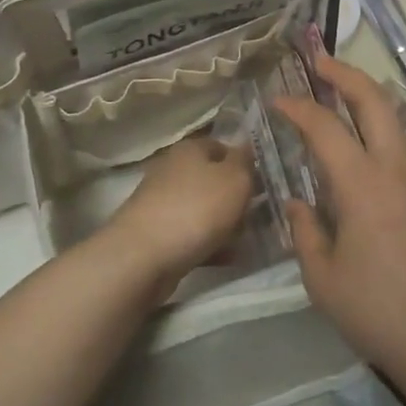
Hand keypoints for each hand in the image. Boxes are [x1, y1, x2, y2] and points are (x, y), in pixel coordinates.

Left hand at [109, 136, 253, 285]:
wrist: (143, 257)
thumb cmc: (196, 209)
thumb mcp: (235, 179)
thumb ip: (246, 162)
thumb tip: (246, 149)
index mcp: (190, 149)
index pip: (223, 146)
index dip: (245, 164)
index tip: (262, 185)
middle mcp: (172, 169)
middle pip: (213, 179)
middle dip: (236, 198)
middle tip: (257, 215)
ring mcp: (161, 202)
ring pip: (203, 208)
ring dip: (224, 224)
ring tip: (244, 241)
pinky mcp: (155, 232)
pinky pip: (191, 234)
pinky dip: (208, 244)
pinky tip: (225, 259)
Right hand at [274, 55, 405, 384]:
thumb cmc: (380, 313)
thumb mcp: (324, 280)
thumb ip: (305, 232)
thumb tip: (299, 203)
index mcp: (364, 186)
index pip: (326, 128)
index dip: (298, 108)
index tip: (276, 100)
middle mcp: (396, 171)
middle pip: (375, 102)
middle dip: (346, 75)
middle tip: (319, 63)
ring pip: (393, 123)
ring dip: (365, 102)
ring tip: (335, 100)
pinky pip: (399, 151)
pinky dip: (375, 134)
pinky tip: (356, 158)